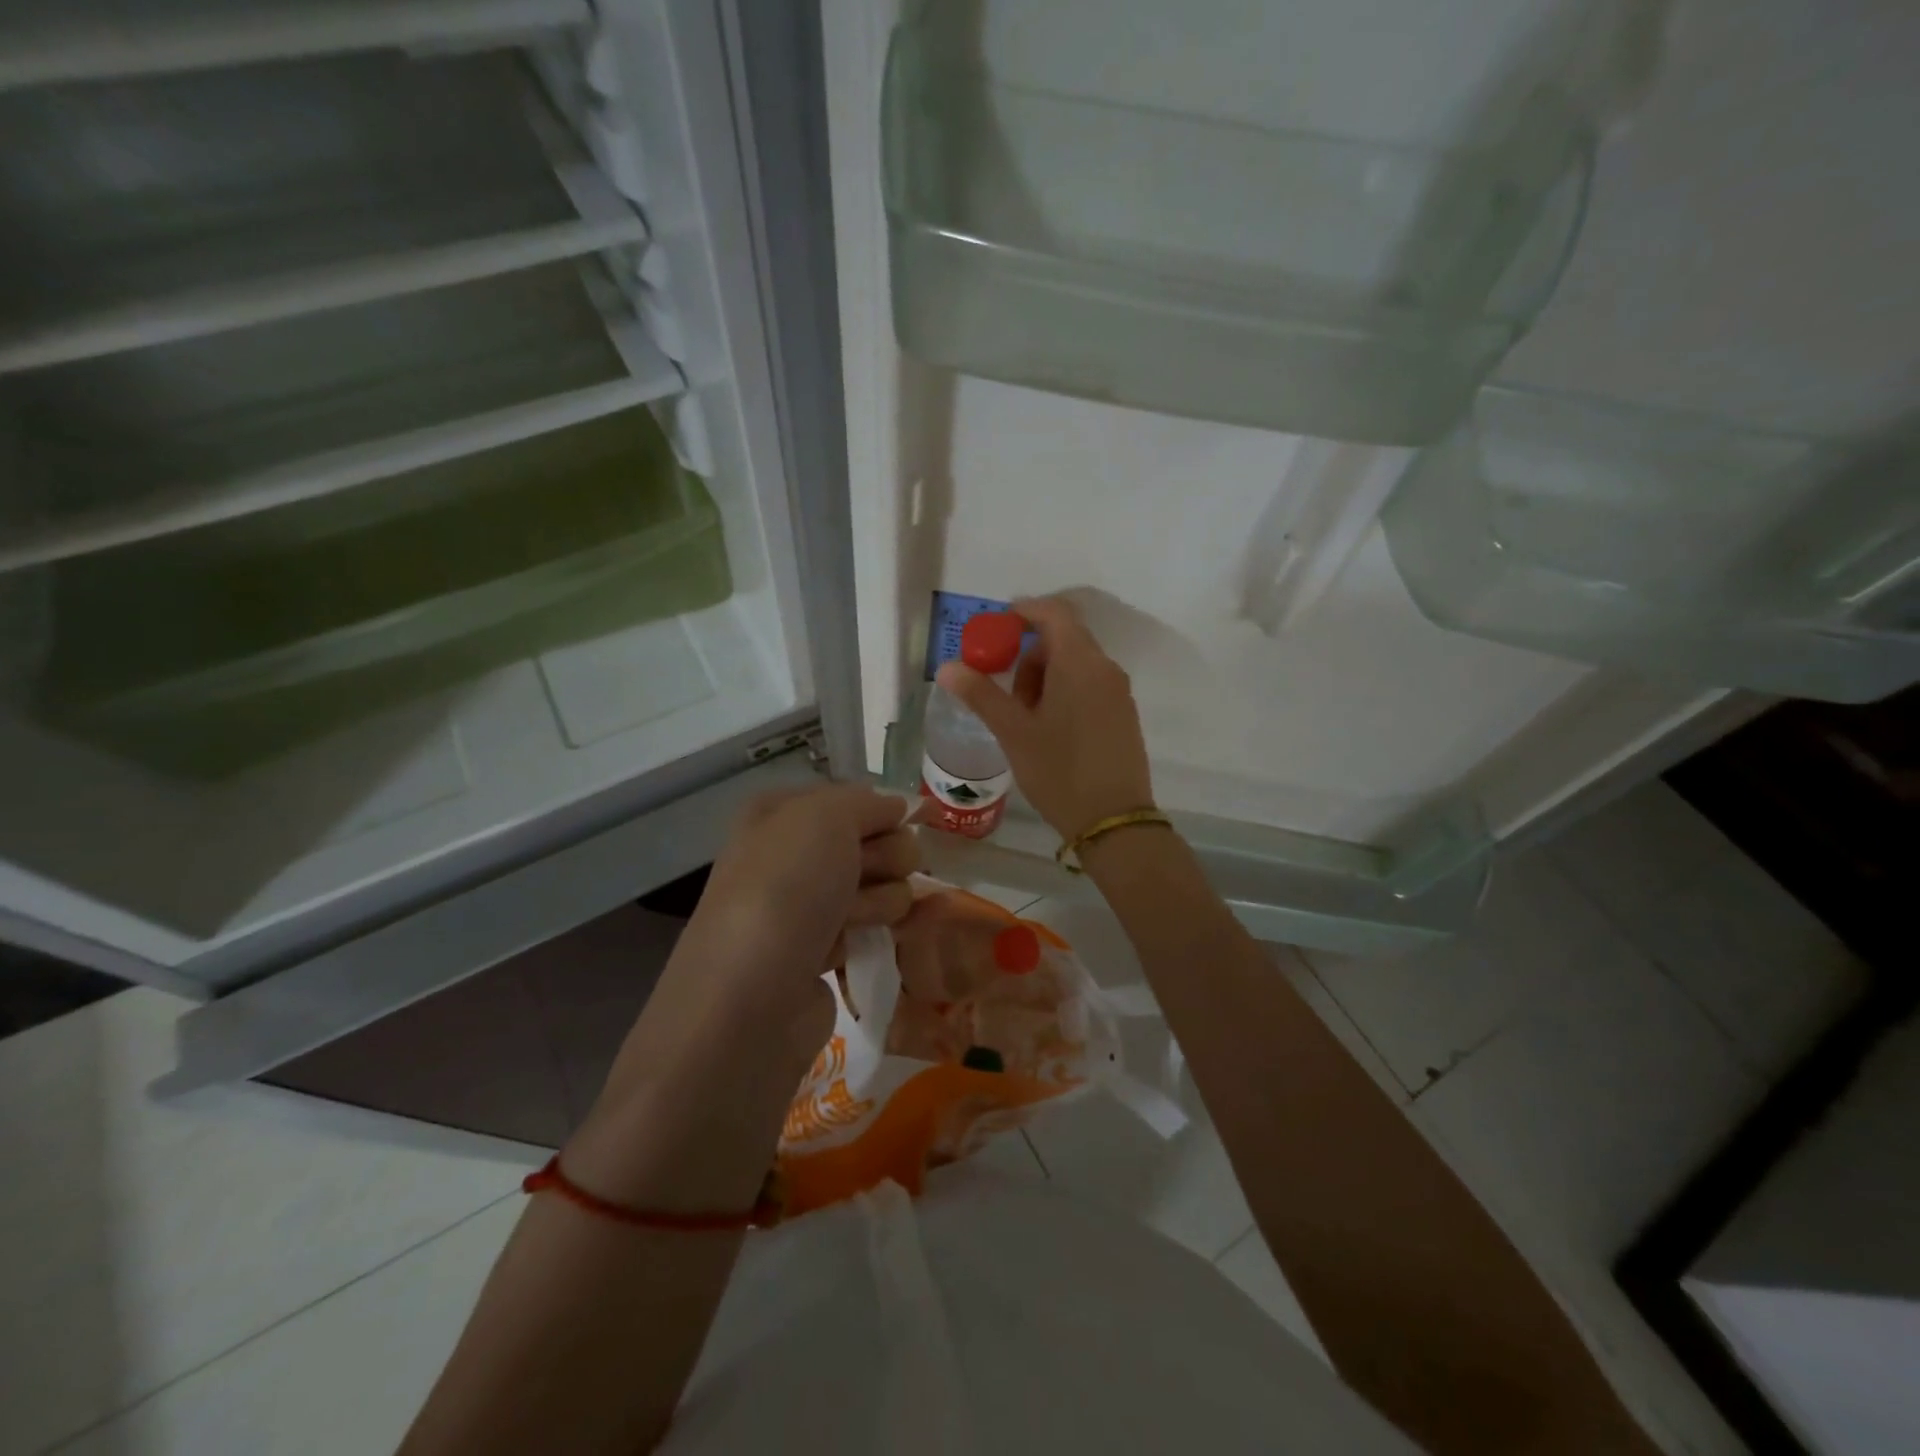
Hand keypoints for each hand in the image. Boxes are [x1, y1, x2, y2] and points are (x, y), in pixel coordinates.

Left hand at [625, 784, 915, 1076]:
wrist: (749, 1000)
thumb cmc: (785, 891)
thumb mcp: (826, 817)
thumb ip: (869, 801)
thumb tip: (898, 807)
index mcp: (781, 813)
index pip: (855, 798)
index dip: (880, 813)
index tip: (894, 827)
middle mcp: (790, 854)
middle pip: (874, 841)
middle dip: (883, 858)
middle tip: (861, 877)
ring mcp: (806, 906)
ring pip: (880, 884)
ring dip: (877, 900)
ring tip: (848, 923)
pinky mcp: (822, 951)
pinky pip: (871, 926)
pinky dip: (874, 932)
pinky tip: (859, 946)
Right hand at [935, 595, 1154, 839]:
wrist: (1113, 821)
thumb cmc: (1060, 771)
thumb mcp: (1013, 732)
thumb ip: (981, 694)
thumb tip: (948, 667)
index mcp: (1080, 663)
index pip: (1054, 613)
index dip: (1024, 612)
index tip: (996, 628)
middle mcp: (1105, 669)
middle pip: (1064, 639)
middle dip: (1029, 655)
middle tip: (1006, 692)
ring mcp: (1118, 692)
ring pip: (1076, 664)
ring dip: (1045, 676)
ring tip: (1025, 719)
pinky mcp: (1123, 715)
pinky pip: (1090, 685)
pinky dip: (1064, 691)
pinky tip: (1049, 730)